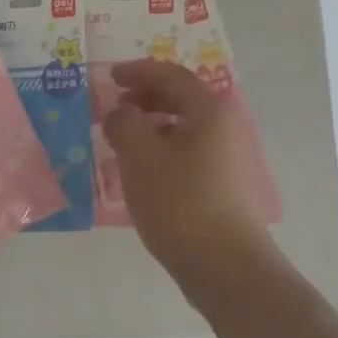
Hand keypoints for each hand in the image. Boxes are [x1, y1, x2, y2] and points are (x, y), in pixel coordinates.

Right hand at [104, 60, 275, 286]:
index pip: (171, 76)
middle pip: (181, 99)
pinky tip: (143, 171)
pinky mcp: (223, 185)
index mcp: (209, 111)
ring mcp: (227, 158)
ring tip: (123, 141)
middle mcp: (224, 127)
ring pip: (184, 128)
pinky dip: (163, 149)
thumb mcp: (140, 156)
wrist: (224, 265)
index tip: (110, 77)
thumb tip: (121, 113)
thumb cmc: (180, 202)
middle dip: (145, 98)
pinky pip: (188, 152)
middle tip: (115, 108)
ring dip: (152, 126)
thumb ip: (123, 123)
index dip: (138, 72)